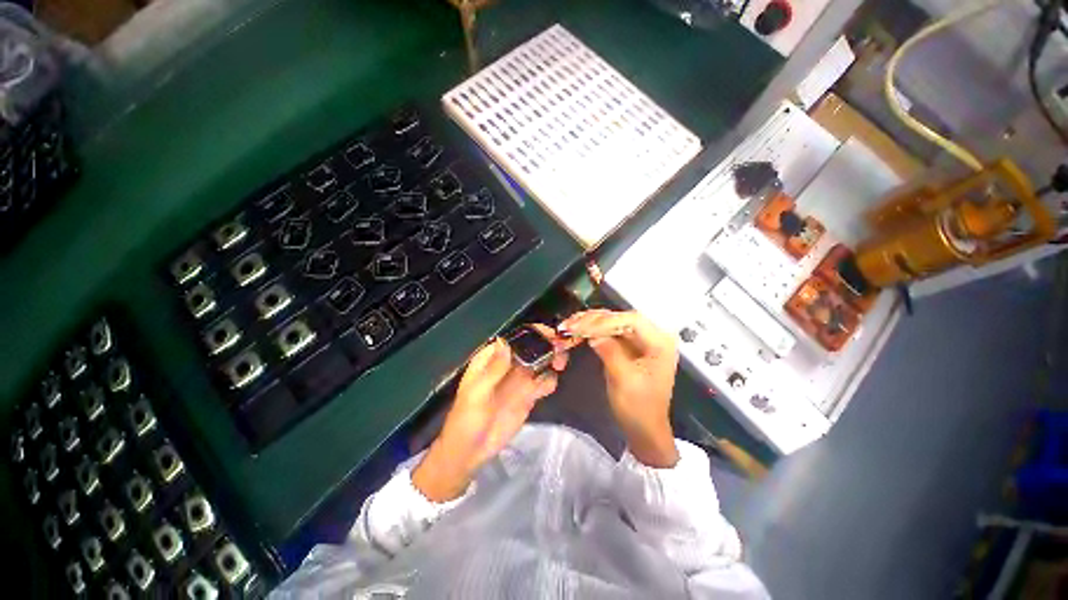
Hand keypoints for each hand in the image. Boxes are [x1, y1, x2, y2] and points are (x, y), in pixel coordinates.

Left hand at [413, 326, 568, 500]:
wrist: (471, 451)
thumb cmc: (467, 418)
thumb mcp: (477, 393)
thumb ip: (494, 369)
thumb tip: (505, 342)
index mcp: (492, 358)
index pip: (515, 338)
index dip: (533, 333)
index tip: (551, 335)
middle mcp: (509, 365)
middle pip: (533, 348)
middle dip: (549, 345)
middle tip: (561, 350)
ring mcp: (520, 380)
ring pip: (542, 362)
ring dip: (553, 360)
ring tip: (559, 365)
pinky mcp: (528, 395)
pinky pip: (544, 382)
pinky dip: (550, 381)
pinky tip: (547, 388)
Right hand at [560, 310, 679, 467]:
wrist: (643, 428)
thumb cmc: (639, 408)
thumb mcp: (624, 380)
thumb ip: (610, 352)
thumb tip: (592, 334)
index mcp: (660, 343)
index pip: (632, 320)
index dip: (606, 321)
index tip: (582, 327)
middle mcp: (652, 336)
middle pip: (621, 318)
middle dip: (594, 320)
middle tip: (570, 325)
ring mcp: (639, 340)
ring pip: (612, 322)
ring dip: (590, 323)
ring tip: (569, 325)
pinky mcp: (628, 346)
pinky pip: (608, 332)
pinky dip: (592, 330)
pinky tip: (578, 330)